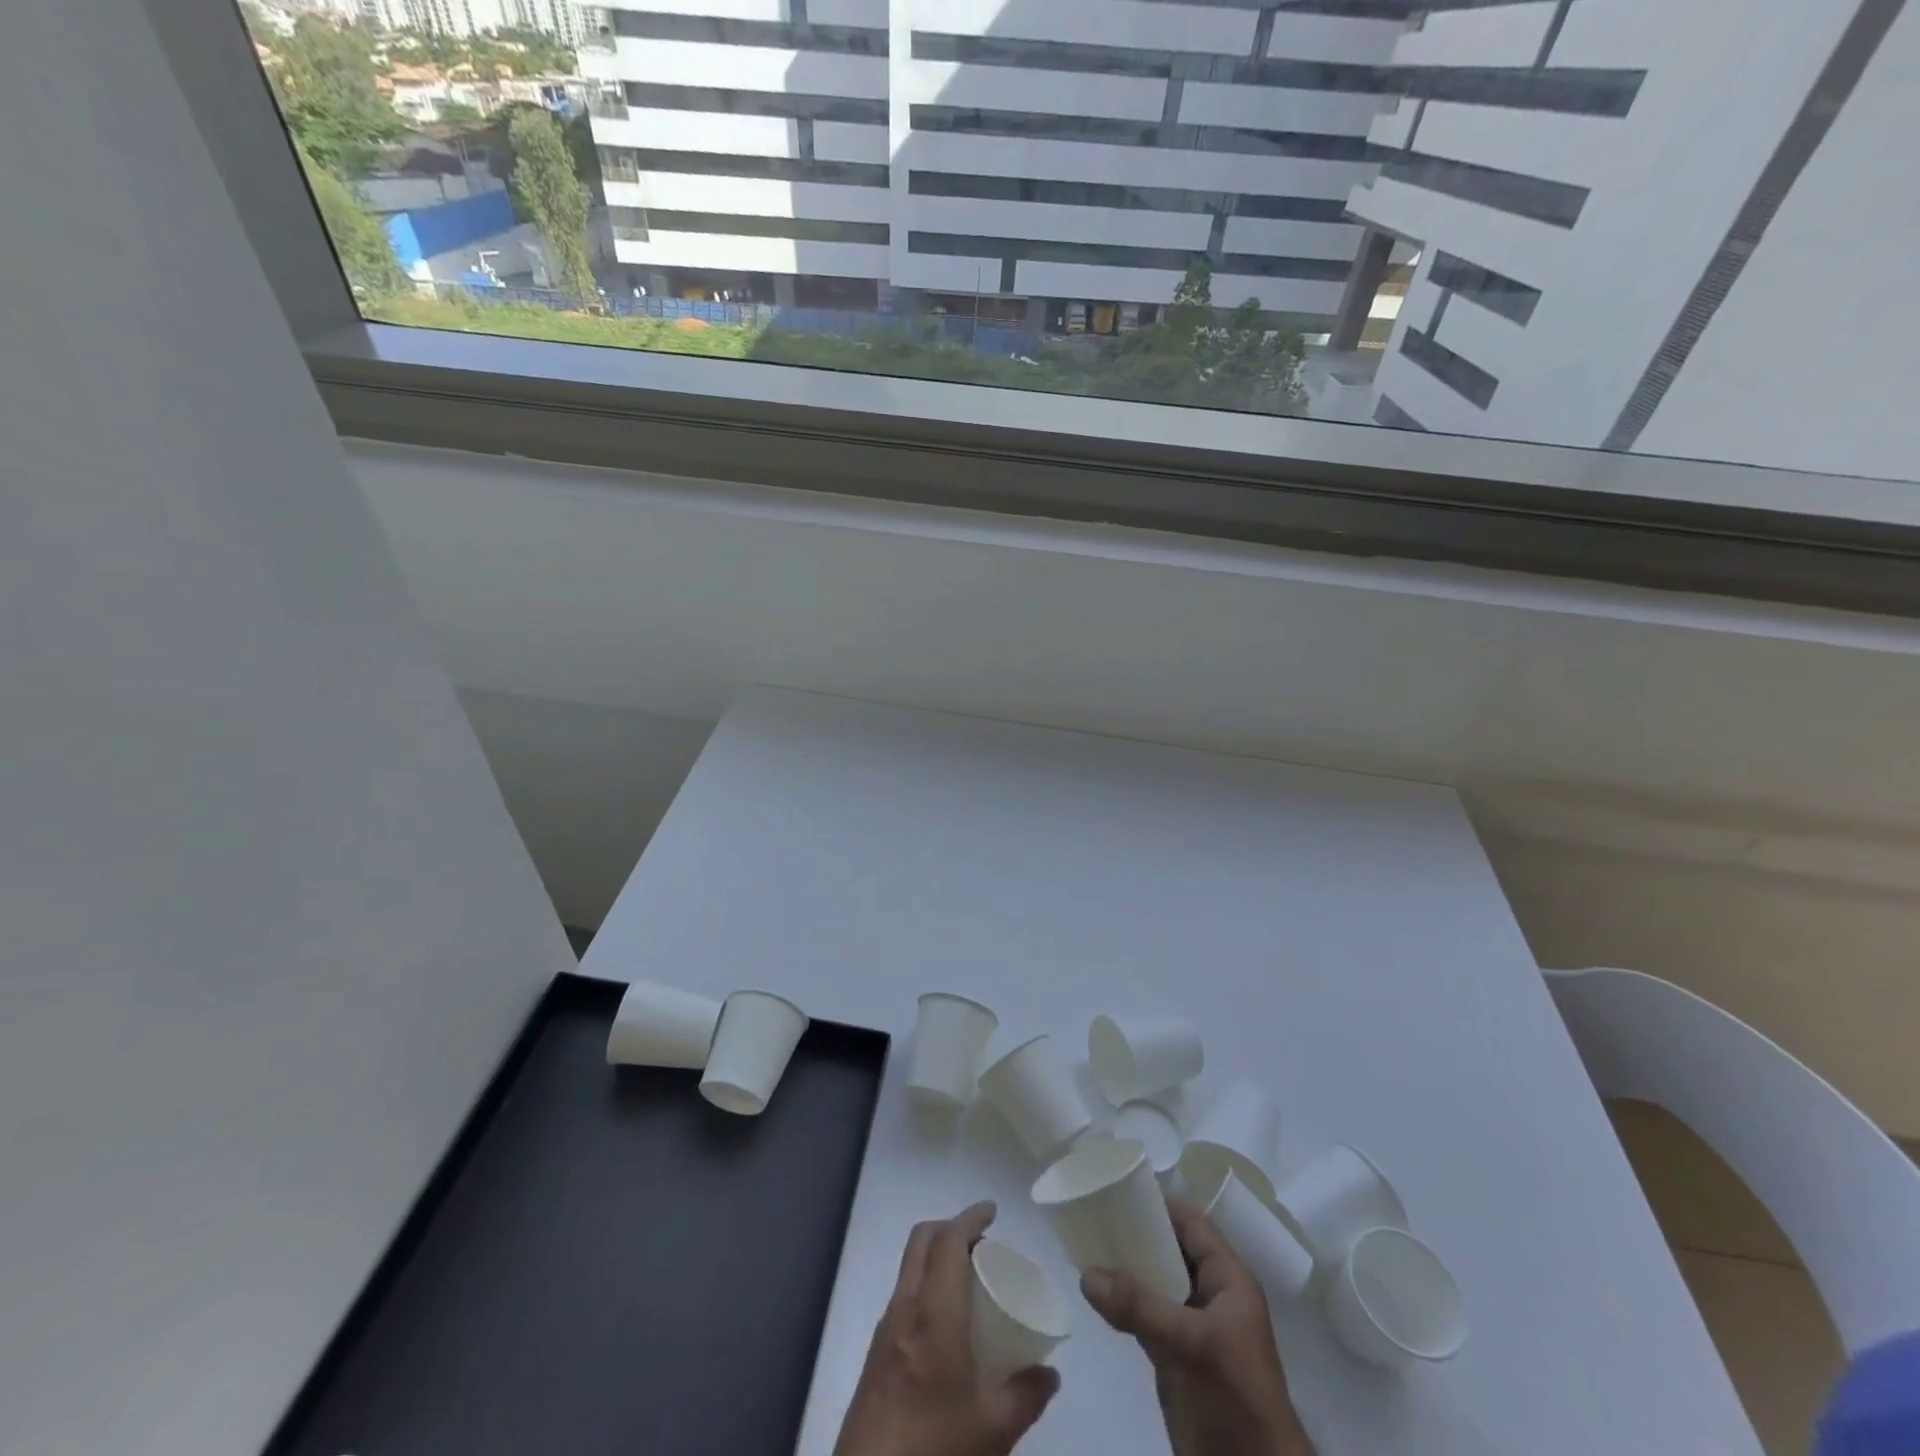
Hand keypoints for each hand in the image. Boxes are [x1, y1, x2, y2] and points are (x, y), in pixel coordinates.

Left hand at [833, 1201, 1060, 1455]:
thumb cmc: (934, 1449)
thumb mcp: (993, 1431)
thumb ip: (1025, 1396)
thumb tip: (1050, 1373)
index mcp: (934, 1314)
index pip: (948, 1241)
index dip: (970, 1218)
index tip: (993, 1211)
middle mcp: (905, 1309)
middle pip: (922, 1241)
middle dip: (951, 1228)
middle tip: (983, 1242)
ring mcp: (885, 1330)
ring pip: (910, 1267)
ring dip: (937, 1256)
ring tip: (969, 1278)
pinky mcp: (875, 1354)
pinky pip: (904, 1296)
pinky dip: (926, 1286)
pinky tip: (947, 1322)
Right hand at [1080, 1196, 1314, 1455]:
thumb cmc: (1236, 1397)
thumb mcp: (1191, 1345)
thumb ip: (1139, 1306)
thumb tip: (1085, 1273)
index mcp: (1228, 1280)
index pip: (1192, 1223)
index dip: (1160, 1202)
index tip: (1119, 1186)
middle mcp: (1212, 1295)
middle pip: (1171, 1248)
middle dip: (1137, 1232)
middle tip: (1094, 1213)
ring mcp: (1194, 1328)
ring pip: (1156, 1281)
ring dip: (1127, 1267)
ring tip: (1087, 1245)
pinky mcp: (1177, 1357)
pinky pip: (1147, 1314)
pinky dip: (1124, 1301)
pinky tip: (1096, 1292)